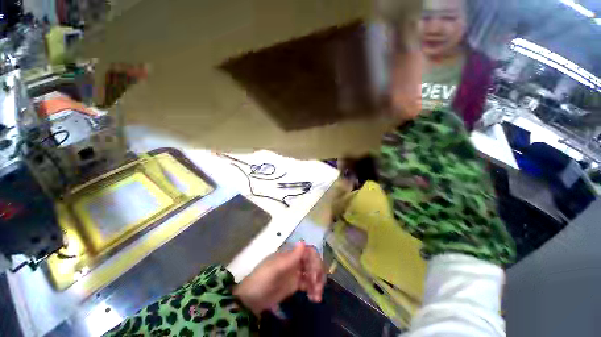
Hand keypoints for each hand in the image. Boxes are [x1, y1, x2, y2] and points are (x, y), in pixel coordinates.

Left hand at [233, 242, 325, 316]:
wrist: (251, 299)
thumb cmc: (262, 280)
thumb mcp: (276, 269)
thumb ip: (291, 257)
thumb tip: (303, 242)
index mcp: (290, 254)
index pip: (308, 252)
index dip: (315, 261)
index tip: (315, 275)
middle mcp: (295, 261)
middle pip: (312, 262)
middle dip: (318, 273)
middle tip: (318, 288)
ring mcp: (295, 272)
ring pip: (312, 273)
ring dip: (318, 283)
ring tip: (317, 296)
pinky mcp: (295, 284)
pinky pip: (309, 284)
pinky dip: (313, 289)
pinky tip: (314, 298)